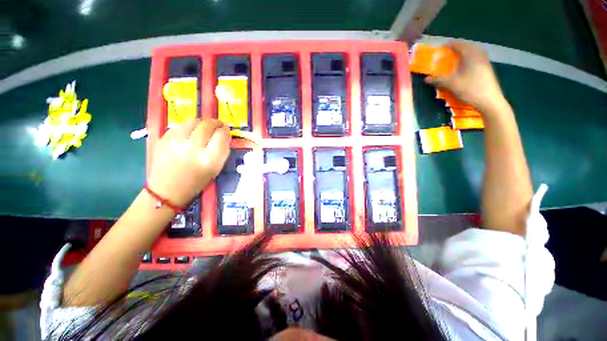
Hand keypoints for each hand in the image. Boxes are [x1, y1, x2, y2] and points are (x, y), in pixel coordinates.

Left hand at [147, 119, 230, 206]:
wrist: (166, 191)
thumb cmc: (196, 182)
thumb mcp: (215, 169)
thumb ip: (222, 151)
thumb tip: (225, 134)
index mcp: (209, 160)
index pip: (221, 136)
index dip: (225, 131)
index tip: (226, 130)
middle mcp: (193, 149)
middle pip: (207, 126)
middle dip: (215, 123)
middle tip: (218, 124)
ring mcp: (176, 142)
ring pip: (194, 122)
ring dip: (203, 123)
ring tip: (205, 127)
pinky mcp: (163, 139)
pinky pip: (181, 126)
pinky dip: (189, 127)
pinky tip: (191, 133)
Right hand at [425, 41, 506, 113]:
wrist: (489, 100)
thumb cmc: (470, 89)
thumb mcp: (451, 84)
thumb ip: (438, 80)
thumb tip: (426, 79)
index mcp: (469, 54)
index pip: (457, 44)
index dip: (448, 44)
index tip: (440, 47)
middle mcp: (478, 54)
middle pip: (466, 45)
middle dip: (456, 47)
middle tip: (447, 51)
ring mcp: (484, 60)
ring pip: (473, 50)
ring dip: (464, 51)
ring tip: (456, 56)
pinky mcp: (487, 67)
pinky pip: (476, 56)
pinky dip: (469, 56)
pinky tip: (465, 64)